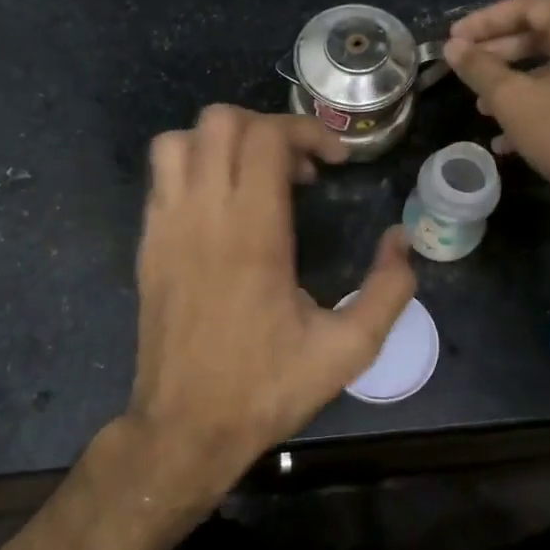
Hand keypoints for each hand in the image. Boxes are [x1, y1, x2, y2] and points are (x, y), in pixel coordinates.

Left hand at [125, 106, 415, 494]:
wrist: (186, 427)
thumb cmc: (266, 388)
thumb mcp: (347, 350)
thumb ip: (387, 291)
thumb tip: (402, 242)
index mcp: (253, 234)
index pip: (266, 137)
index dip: (307, 132)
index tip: (333, 163)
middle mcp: (203, 216)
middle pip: (221, 122)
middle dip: (267, 128)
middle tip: (298, 169)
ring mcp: (165, 227)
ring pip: (180, 140)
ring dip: (222, 142)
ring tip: (254, 177)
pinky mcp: (147, 245)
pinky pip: (161, 177)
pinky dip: (194, 168)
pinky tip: (222, 207)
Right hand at [445, 0, 549, 214]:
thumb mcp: (515, 101)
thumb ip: (481, 70)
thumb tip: (454, 47)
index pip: (528, 7)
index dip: (486, 20)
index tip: (454, 39)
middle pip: (542, 36)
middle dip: (498, 53)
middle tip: (465, 68)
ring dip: (514, 84)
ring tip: (482, 108)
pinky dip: (537, 106)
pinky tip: (508, 140)